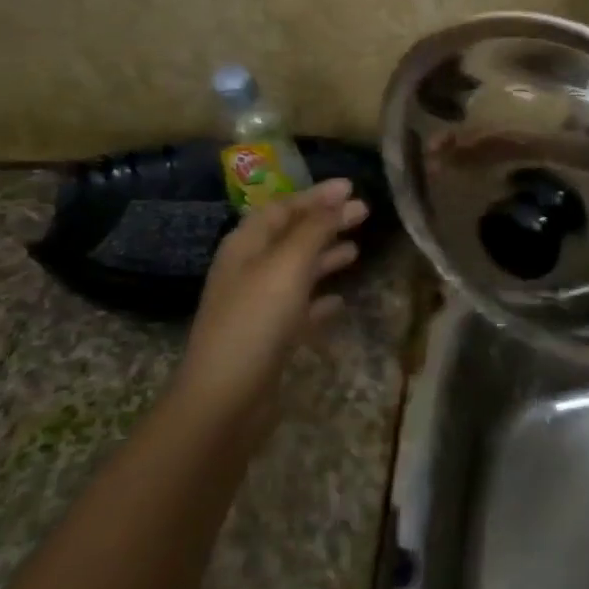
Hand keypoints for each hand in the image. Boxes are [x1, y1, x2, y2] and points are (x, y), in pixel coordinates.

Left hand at [178, 179, 367, 422]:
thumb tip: (338, 198)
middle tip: (364, 213)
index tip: (351, 187)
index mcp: (246, 246)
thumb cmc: (256, 321)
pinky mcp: (267, 339)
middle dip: (326, 222)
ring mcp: (256, 306)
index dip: (317, 195)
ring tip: (357, 251)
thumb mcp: (288, 265)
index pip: (284, 207)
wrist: (224, 401)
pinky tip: (340, 301)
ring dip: (325, 257)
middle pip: (292, 236)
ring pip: (296, 271)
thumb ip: (314, 229)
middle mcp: (248, 270)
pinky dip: (319, 299)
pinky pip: (298, 308)